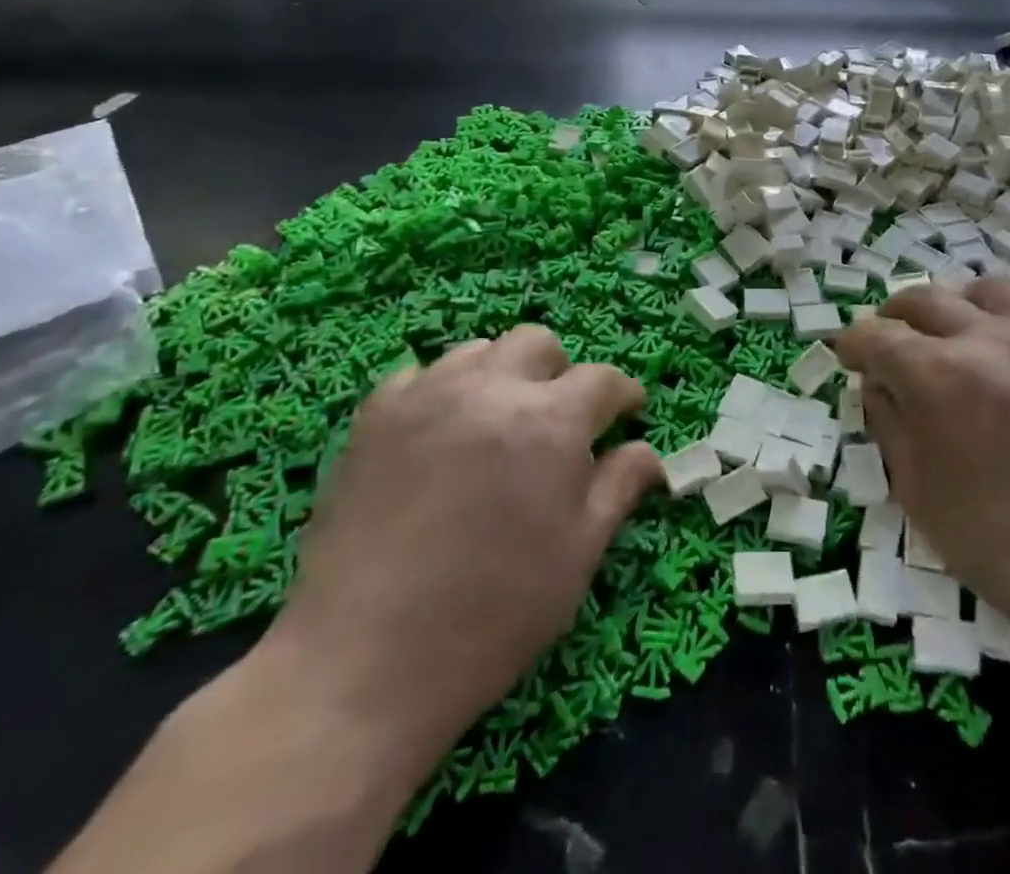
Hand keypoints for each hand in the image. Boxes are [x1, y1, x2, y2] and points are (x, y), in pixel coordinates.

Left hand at [263, 327, 662, 777]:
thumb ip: (619, 488)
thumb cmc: (491, 616)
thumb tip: (649, 451)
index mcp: (550, 422)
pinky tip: (439, 436)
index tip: (627, 414)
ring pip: (480, 351)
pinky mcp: (374, 415)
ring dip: (502, 376)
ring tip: (497, 426)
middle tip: (558, 423)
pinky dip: (442, 392)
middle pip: (539, 344)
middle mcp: (492, 389)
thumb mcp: (577, 556)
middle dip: (560, 374)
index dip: (623, 395)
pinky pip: (421, 375)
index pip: (602, 380)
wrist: (360, 666)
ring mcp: (427, 395)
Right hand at [836, 282, 1009, 695]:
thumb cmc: (997, 541)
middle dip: (890, 320)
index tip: (844, 356)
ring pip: (969, 291)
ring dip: (940, 308)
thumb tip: (876, 382)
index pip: (876, 336)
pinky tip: (982, 347)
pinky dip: (984, 311)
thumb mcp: (917, 490)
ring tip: (933, 338)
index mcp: (935, 376)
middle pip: (919, 301)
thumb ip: (888, 422)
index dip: (851, 344)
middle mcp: (979, 339)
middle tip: (881, 350)